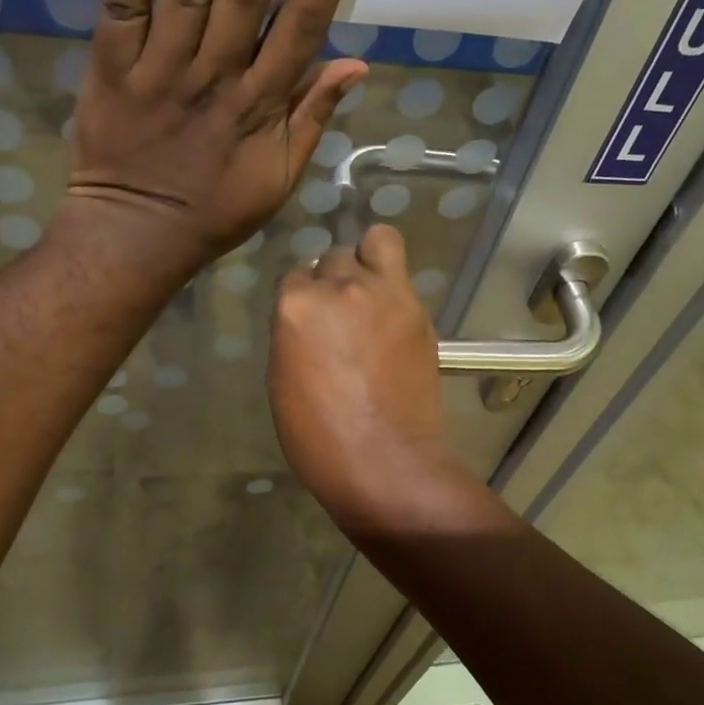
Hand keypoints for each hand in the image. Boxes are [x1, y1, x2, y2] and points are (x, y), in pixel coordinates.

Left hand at [61, 0, 371, 281]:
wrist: (135, 236)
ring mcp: (161, 69)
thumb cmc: (215, 212)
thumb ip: (312, 119)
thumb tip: (355, 64)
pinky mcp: (112, 66)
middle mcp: (215, 76)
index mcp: (261, 106)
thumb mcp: (279, 180)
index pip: (303, 23)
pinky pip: (122, 3)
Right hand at [269, 225, 474, 530]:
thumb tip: (310, 319)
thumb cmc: (318, 437)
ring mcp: (387, 294)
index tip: (310, 322)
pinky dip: (394, 291)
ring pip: (378, 243)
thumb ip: (293, 334)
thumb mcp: (283, 381)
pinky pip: (402, 279)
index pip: (296, 275)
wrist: (385, 462)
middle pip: (335, 257)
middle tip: (341, 314)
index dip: (303, 299)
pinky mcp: (420, 311)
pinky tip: (392, 325)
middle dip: (334, 280)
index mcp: (298, 305)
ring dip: (369, 261)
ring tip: (371, 295)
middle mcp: (342, 286)